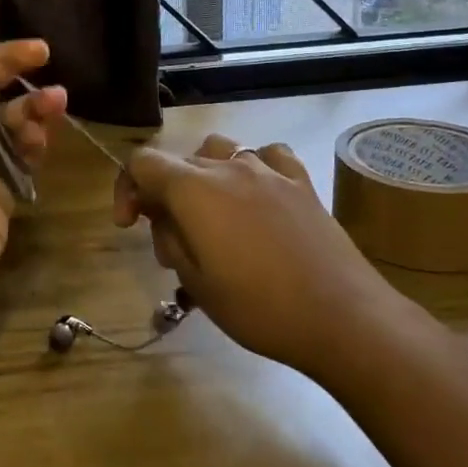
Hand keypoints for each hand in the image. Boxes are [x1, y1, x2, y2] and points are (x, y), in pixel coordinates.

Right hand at [113, 134, 396, 374]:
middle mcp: (227, 166)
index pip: (142, 162)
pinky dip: (251, 167)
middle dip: (163, 194)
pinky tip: (257, 194)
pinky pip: (266, 155)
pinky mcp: (300, 180)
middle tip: (172, 243)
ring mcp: (268, 169)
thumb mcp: (196, 283)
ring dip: (204, 175)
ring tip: (212, 214)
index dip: (126, 188)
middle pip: (179, 161)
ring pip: (220, 150)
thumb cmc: (259, 308)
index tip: (129, 225)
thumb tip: (161, 216)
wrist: (342, 316)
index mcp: (194, 189)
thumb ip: (169, 239)